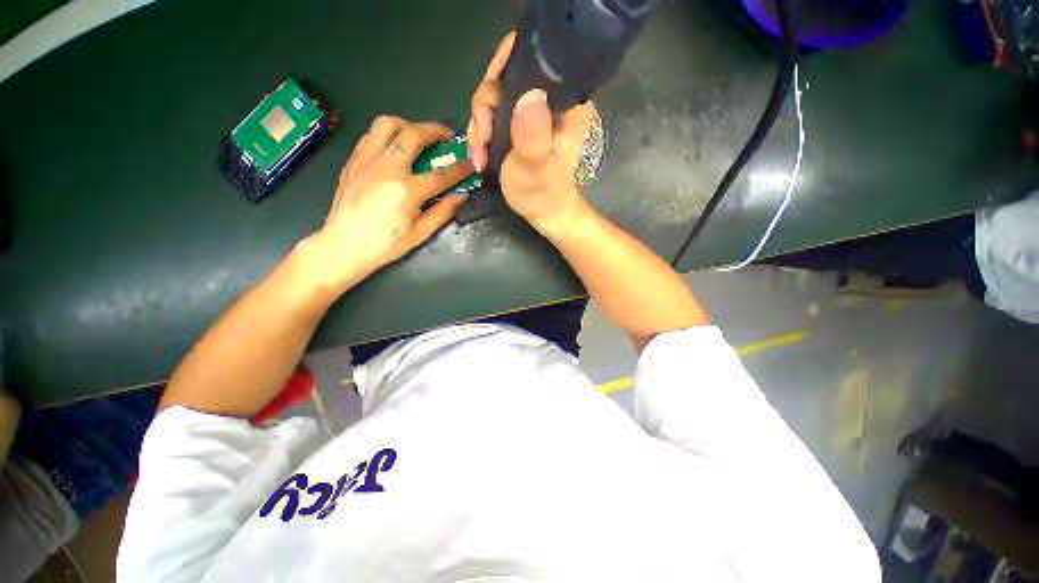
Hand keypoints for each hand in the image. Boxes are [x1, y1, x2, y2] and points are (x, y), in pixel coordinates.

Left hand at [309, 116, 473, 287]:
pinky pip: (371, 135)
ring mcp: (367, 161)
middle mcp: (386, 168)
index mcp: (406, 191)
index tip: (471, 164)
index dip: (460, 169)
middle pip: (414, 135)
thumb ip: (443, 212)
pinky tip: (395, 148)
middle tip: (448, 136)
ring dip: (408, 125)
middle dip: (436, 131)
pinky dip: (388, 135)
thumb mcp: (420, 233)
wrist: (343, 245)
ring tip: (418, 136)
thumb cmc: (385, 245)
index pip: (441, 174)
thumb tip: (461, 196)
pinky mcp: (353, 161)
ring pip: (387, 124)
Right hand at [468, 33, 596, 234]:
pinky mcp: (519, 123)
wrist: (542, 211)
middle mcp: (550, 98)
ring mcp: (532, 111)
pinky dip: (481, 134)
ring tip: (480, 156)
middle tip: (483, 140)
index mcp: (565, 101)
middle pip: (505, 77)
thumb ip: (533, 136)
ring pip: (493, 97)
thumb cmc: (544, 193)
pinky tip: (480, 156)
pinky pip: (491, 114)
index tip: (489, 99)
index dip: (505, 67)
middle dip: (485, 108)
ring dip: (479, 126)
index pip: (534, 57)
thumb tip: (529, 95)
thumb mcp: (536, 168)